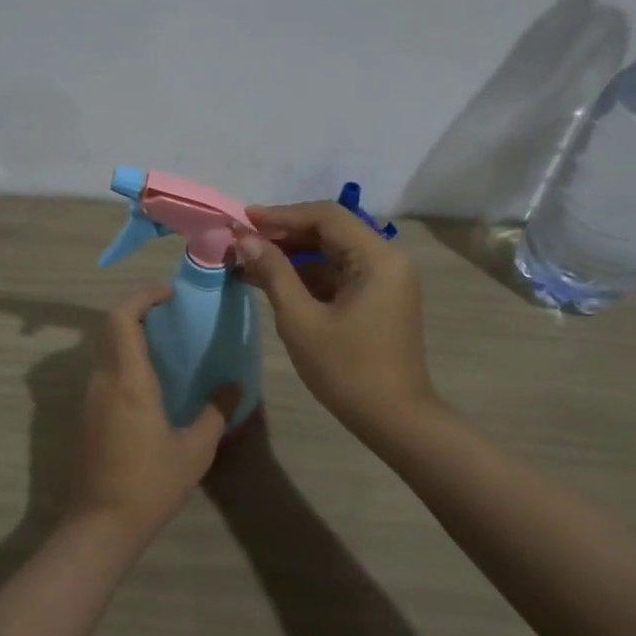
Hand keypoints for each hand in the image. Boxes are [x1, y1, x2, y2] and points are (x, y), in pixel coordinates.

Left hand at [72, 287, 239, 538]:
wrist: (101, 525)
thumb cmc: (149, 484)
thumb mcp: (194, 450)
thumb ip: (216, 412)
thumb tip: (235, 386)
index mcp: (128, 380)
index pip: (122, 318)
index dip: (142, 296)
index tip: (170, 295)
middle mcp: (103, 380)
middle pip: (110, 327)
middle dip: (139, 311)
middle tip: (173, 316)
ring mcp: (91, 397)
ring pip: (105, 348)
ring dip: (130, 335)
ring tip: (167, 343)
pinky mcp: (88, 414)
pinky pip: (105, 370)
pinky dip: (125, 358)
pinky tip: (153, 380)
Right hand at [233, 202, 438, 440]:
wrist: (394, 420)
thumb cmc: (347, 370)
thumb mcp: (301, 319)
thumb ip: (273, 272)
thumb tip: (245, 239)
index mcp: (377, 257)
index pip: (325, 216)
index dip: (281, 215)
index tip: (243, 220)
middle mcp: (386, 259)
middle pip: (329, 231)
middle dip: (283, 235)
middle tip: (241, 242)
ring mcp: (384, 280)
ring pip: (331, 253)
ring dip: (291, 256)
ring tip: (247, 262)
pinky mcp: (377, 299)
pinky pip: (337, 274)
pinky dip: (306, 276)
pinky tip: (271, 282)